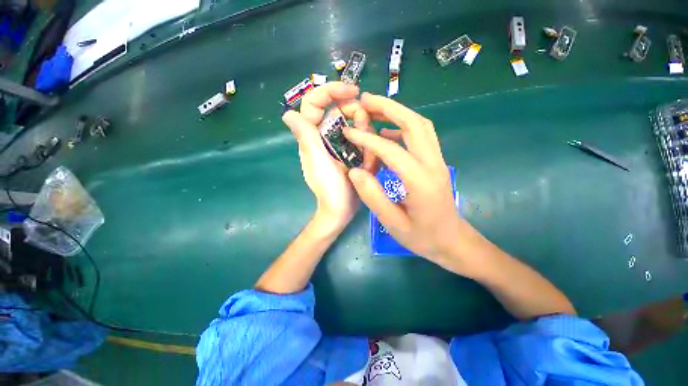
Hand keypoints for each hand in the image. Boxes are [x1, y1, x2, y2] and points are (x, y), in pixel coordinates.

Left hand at [282, 82, 376, 231]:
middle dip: (354, 111)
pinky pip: (361, 138)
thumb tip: (287, 113)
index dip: (332, 90)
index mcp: (312, 135)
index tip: (354, 90)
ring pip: (353, 122)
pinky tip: (370, 154)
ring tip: (366, 145)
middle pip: (338, 109)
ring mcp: (339, 143)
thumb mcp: (317, 160)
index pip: (315, 102)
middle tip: (365, 123)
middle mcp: (324, 135)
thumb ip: (305, 137)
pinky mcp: (351, 152)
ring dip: (363, 128)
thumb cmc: (328, 187)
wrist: (342, 208)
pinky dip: (367, 140)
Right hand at [344, 93, 481, 272]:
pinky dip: (403, 128)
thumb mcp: (393, 223)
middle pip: (414, 124)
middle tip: (365, 100)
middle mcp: (433, 164)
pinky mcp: (435, 163)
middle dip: (389, 108)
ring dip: (397, 113)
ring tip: (374, 109)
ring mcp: (437, 161)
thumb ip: (373, 197)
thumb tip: (355, 171)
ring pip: (420, 126)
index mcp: (421, 181)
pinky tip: (387, 135)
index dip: (368, 139)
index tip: (349, 131)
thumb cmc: (423, 237)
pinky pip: (421, 137)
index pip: (392, 150)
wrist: (453, 242)